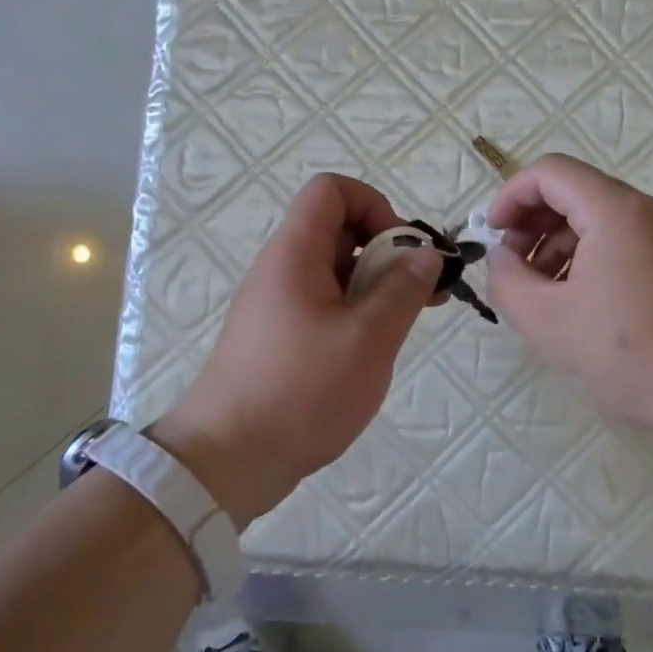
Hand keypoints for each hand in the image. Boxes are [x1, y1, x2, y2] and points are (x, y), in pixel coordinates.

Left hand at [151, 174, 442, 527]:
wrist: (226, 460)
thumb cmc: (301, 391)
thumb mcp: (367, 339)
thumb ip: (403, 290)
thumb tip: (426, 253)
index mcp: (295, 253)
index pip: (331, 190)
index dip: (374, 205)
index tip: (402, 251)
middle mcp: (282, 268)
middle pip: (338, 229)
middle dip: (387, 250)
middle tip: (421, 292)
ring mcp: (277, 303)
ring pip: (335, 270)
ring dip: (376, 285)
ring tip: (406, 323)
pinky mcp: (278, 335)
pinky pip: (324, 302)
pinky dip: (356, 311)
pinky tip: (375, 348)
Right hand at [485, 154, 652, 439]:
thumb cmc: (632, 352)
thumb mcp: (548, 322)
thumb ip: (507, 281)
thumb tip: (502, 258)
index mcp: (614, 210)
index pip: (550, 172)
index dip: (510, 196)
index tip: (492, 236)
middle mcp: (647, 210)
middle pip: (576, 192)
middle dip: (533, 223)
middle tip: (513, 267)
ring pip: (599, 220)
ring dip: (559, 245)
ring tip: (543, 294)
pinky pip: (624, 243)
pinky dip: (590, 259)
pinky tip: (581, 306)